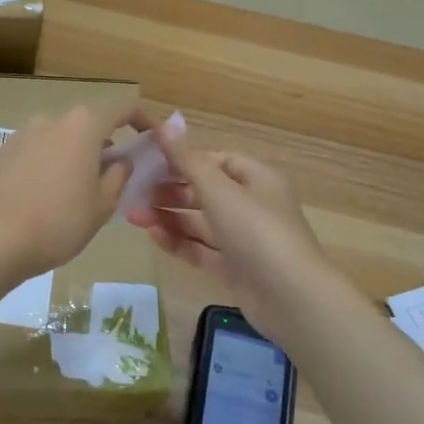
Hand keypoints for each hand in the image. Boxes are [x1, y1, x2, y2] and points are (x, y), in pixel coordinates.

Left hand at [0, 101, 142, 285]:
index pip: (122, 108)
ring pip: (58, 139)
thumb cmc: (59, 223)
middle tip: (112, 176)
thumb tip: (121, 159)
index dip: (142, 119)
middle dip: (104, 144)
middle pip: (87, 124)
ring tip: (74, 191)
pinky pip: (34, 152)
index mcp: (82, 126)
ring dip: (72, 155)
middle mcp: (51, 120)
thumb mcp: (103, 205)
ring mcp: (21, 135)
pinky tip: (42, 196)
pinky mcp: (0, 153)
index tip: (152, 138)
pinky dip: (46, 165)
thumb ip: (119, 175)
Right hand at [125, 124, 331, 335]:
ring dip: (168, 216)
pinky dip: (178, 241)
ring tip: (133, 215)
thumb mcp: (219, 190)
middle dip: (169, 191)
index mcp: (257, 179)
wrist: (291, 298)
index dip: (185, 160)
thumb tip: (163, 125)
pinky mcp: (234, 268)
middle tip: (134, 192)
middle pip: (205, 191)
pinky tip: (152, 236)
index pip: (217, 160)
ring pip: (199, 222)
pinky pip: (201, 249)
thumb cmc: (256, 230)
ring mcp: (243, 239)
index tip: (151, 163)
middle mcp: (252, 205)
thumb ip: (186, 161)